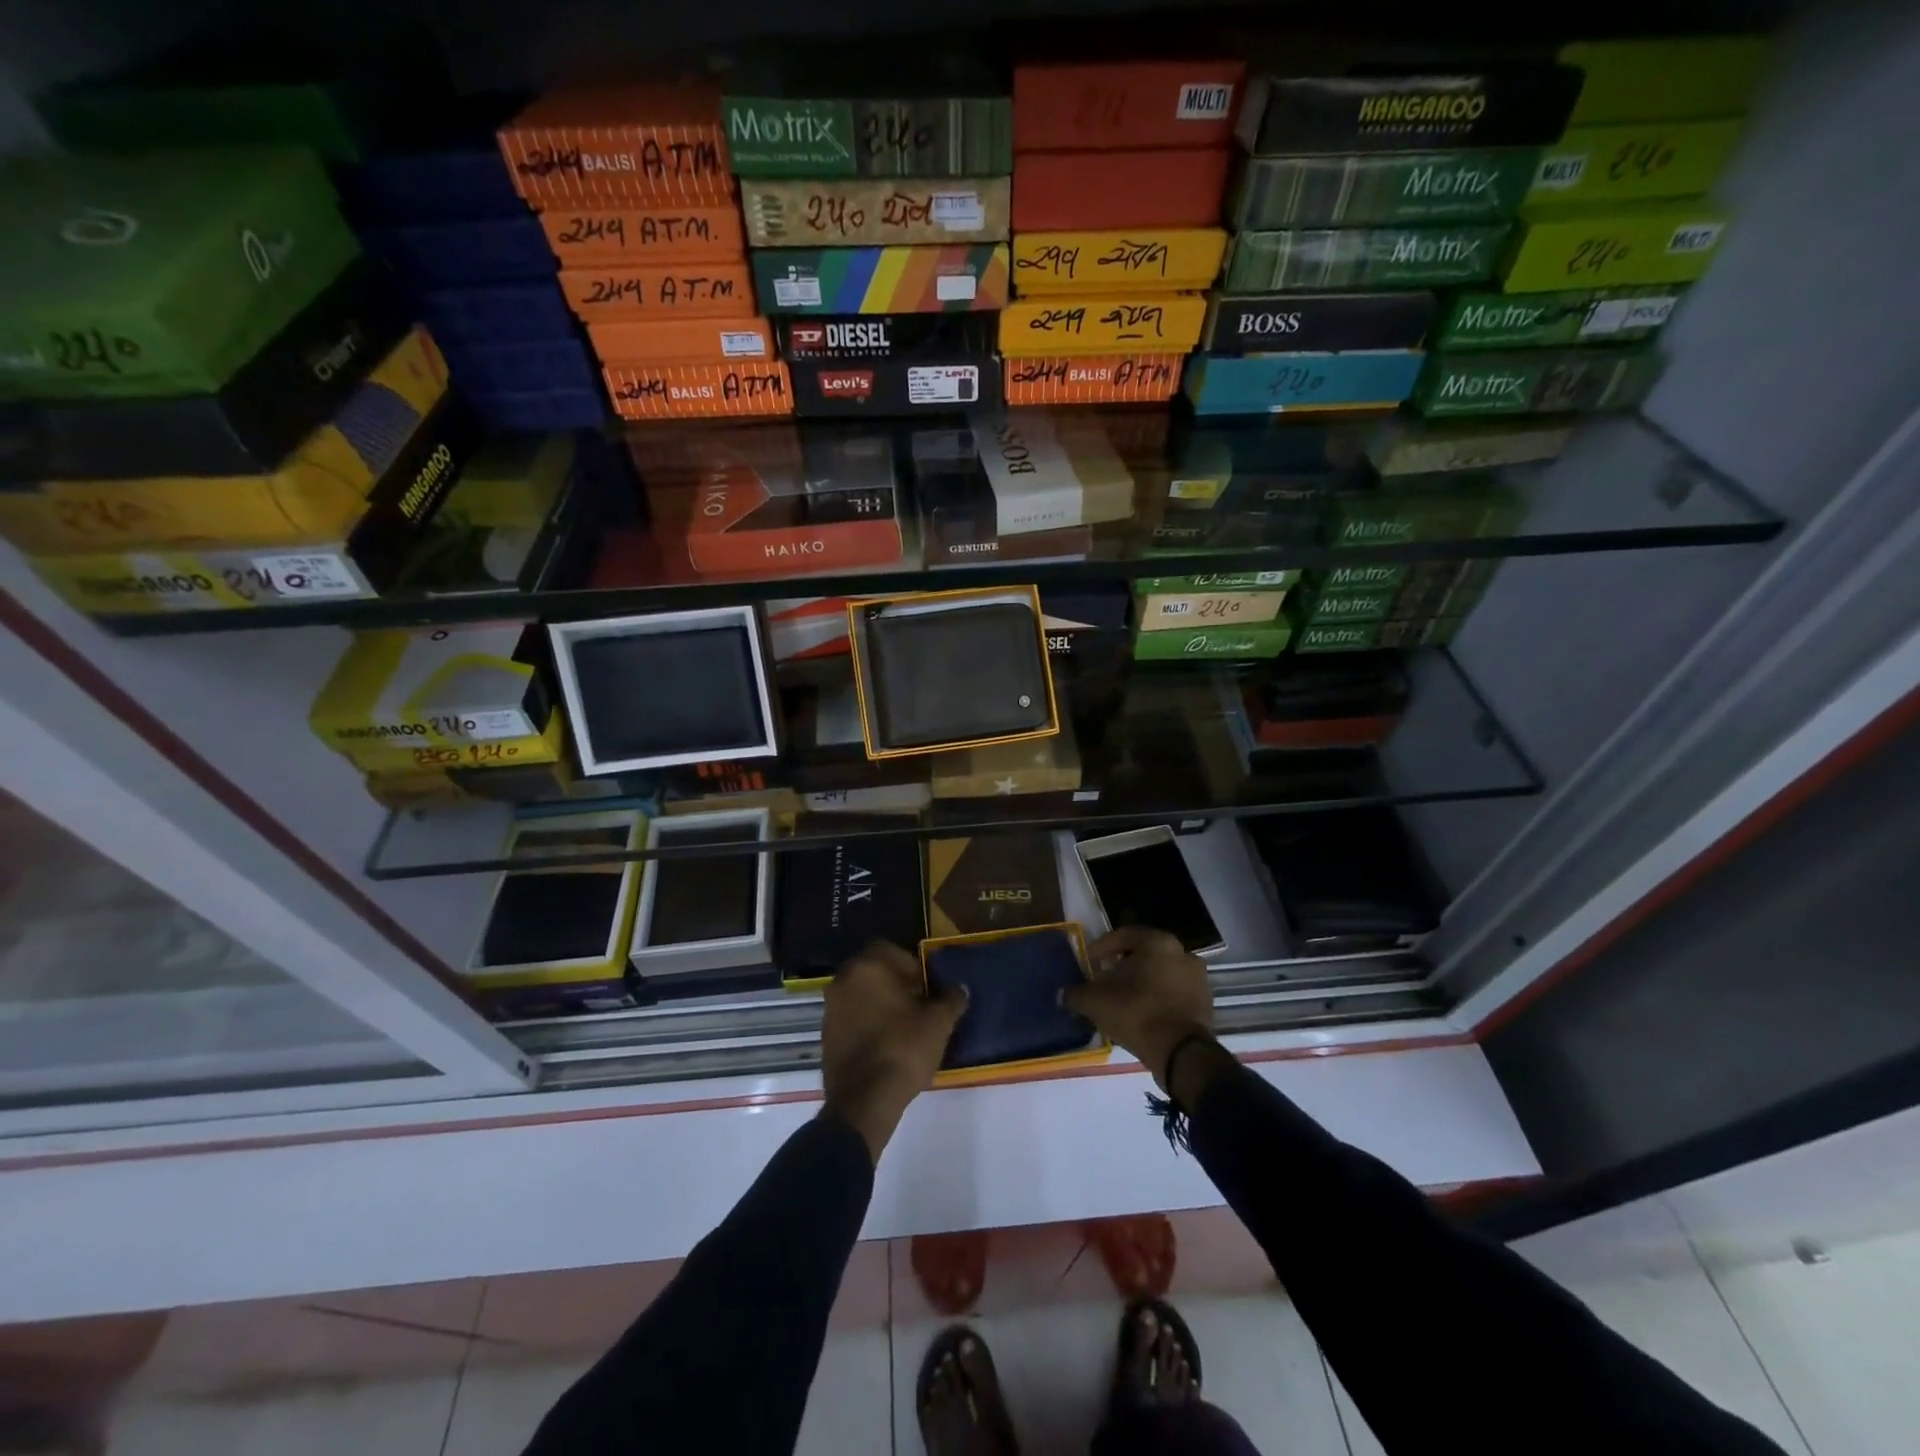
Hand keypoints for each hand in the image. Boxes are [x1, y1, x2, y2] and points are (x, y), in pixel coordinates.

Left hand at [821, 940, 967, 1161]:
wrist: (863, 1101)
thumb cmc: (903, 1050)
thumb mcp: (938, 1023)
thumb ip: (951, 999)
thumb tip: (960, 988)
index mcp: (868, 967)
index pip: (891, 950)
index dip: (912, 966)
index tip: (927, 988)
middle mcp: (843, 980)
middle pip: (874, 972)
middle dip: (896, 984)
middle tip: (918, 1005)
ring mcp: (830, 1008)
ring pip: (861, 995)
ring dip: (880, 1004)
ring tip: (904, 1027)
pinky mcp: (825, 1035)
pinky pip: (851, 1018)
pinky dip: (867, 1024)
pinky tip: (885, 1044)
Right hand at [1063, 926, 1213, 1089]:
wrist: (1181, 1053)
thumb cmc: (1137, 1013)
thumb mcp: (1096, 1002)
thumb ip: (1077, 994)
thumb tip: (1065, 995)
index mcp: (1158, 942)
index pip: (1123, 935)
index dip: (1101, 948)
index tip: (1088, 963)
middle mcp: (1182, 952)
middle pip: (1144, 954)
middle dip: (1122, 966)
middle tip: (1104, 982)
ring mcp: (1198, 978)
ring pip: (1160, 973)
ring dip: (1142, 983)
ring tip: (1122, 1001)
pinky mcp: (1205, 1003)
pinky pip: (1174, 993)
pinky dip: (1158, 999)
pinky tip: (1142, 1015)